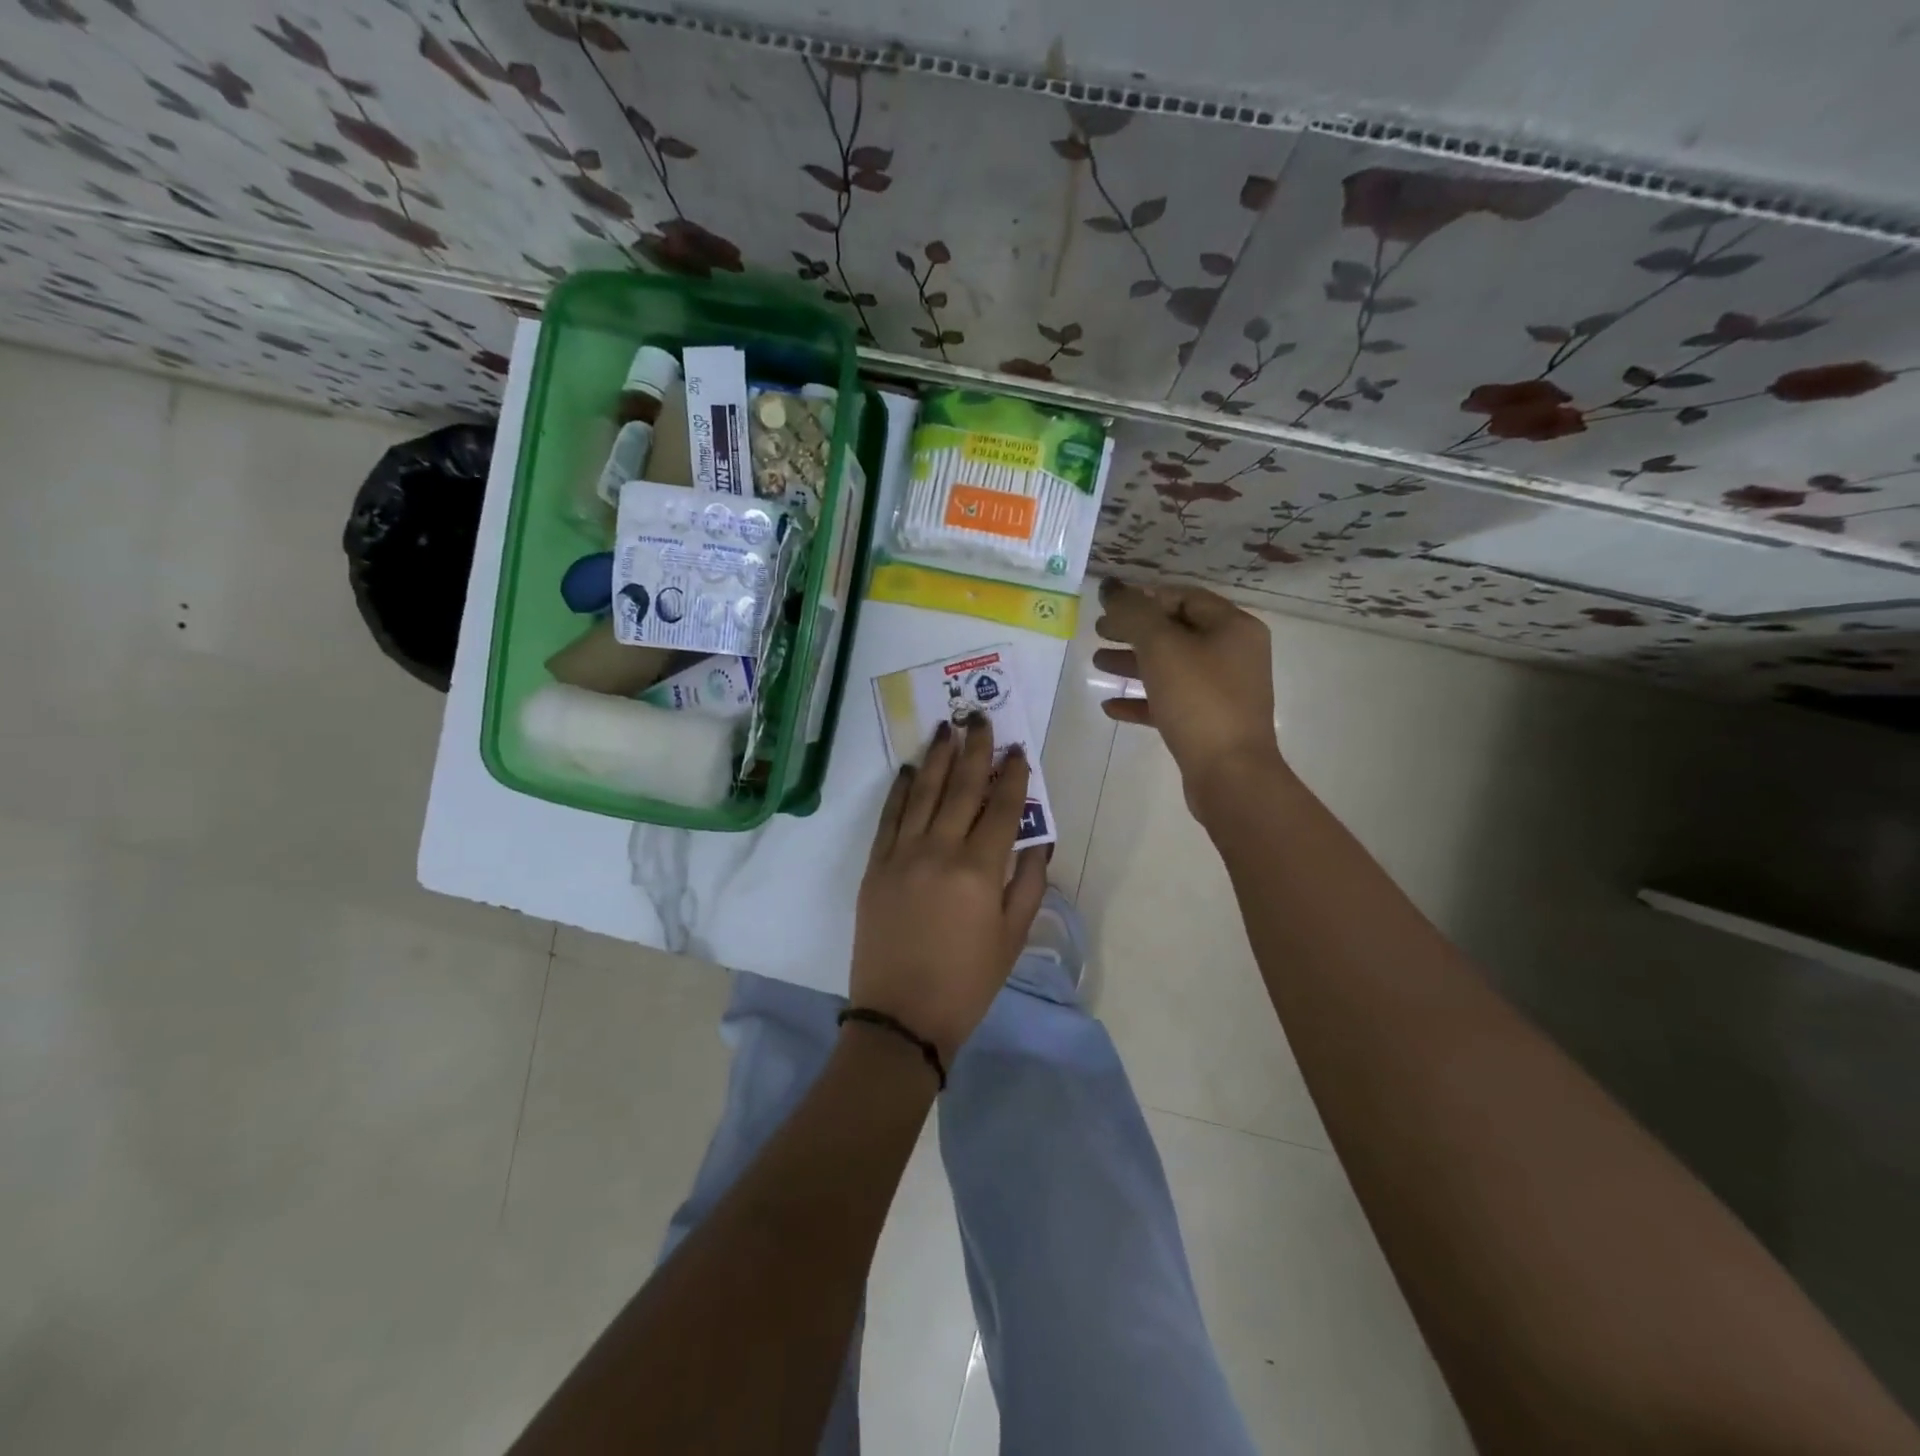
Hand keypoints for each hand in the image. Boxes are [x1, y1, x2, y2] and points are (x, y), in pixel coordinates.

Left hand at [850, 716, 1049, 1064]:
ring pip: (924, 794)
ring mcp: (901, 855)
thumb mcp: (1012, 938)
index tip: (1019, 749)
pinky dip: (901, 790)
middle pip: (962, 789)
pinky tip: (912, 769)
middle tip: (980, 717)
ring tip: (946, 727)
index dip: (1013, 775)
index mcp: (979, 870)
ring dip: (938, 758)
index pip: (1001, 808)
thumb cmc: (967, 982)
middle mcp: (939, 851)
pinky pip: (890, 818)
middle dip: (975, 750)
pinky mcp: (875, 866)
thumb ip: (1028, 883)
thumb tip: (1039, 840)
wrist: (901, 1016)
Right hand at [1093, 578, 1286, 811]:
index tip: (1110, 605)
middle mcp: (1234, 655)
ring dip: (1133, 663)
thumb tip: (1110, 587)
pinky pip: (1171, 702)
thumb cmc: (1199, 700)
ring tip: (1097, 663)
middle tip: (1099, 632)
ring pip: (1171, 667)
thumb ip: (1133, 613)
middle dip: (1135, 630)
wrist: (1230, 774)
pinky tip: (1111, 707)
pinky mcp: (1209, 724)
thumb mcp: (1162, 647)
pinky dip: (1142, 700)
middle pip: (1177, 631)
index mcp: (1233, 627)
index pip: (1185, 597)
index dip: (1145, 597)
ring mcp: (1223, 692)